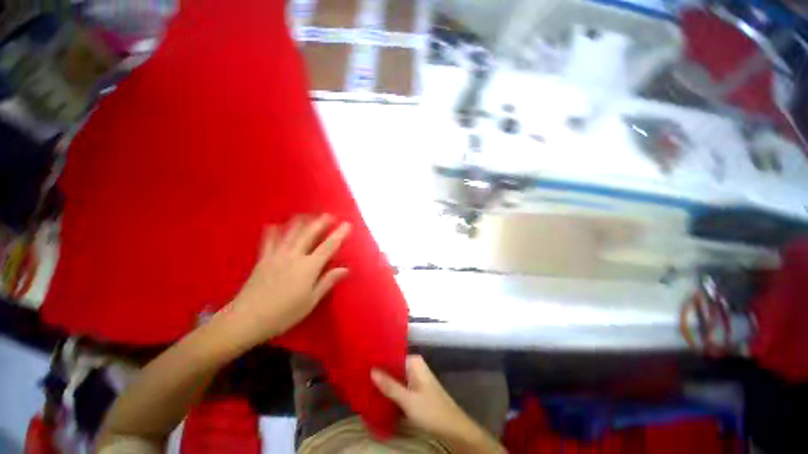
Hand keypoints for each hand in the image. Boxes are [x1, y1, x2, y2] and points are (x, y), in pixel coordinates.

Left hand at [228, 214, 350, 345]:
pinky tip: (273, 225)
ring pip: (290, 235)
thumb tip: (345, 269)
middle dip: (320, 223)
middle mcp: (294, 257)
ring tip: (306, 215)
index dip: (339, 235)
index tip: (347, 224)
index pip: (328, 247)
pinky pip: (268, 242)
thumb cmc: (284, 313)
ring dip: (299, 223)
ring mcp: (276, 257)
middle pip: (309, 235)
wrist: (247, 319)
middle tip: (328, 214)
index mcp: (309, 267)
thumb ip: (327, 281)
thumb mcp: (311, 301)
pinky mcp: (262, 261)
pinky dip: (272, 232)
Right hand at [371, 356, 480, 440]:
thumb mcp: (407, 400)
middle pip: (393, 367)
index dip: (377, 361)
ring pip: (395, 377)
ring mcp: (416, 378)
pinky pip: (399, 386)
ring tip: (364, 385)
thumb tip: (371, 370)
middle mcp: (414, 366)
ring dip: (383, 383)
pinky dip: (390, 390)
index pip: (391, 356)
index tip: (361, 364)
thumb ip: (389, 385)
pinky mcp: (416, 389)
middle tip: (359, 376)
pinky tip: (378, 395)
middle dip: (379, 373)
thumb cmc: (431, 411)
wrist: (453, 428)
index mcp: (414, 362)